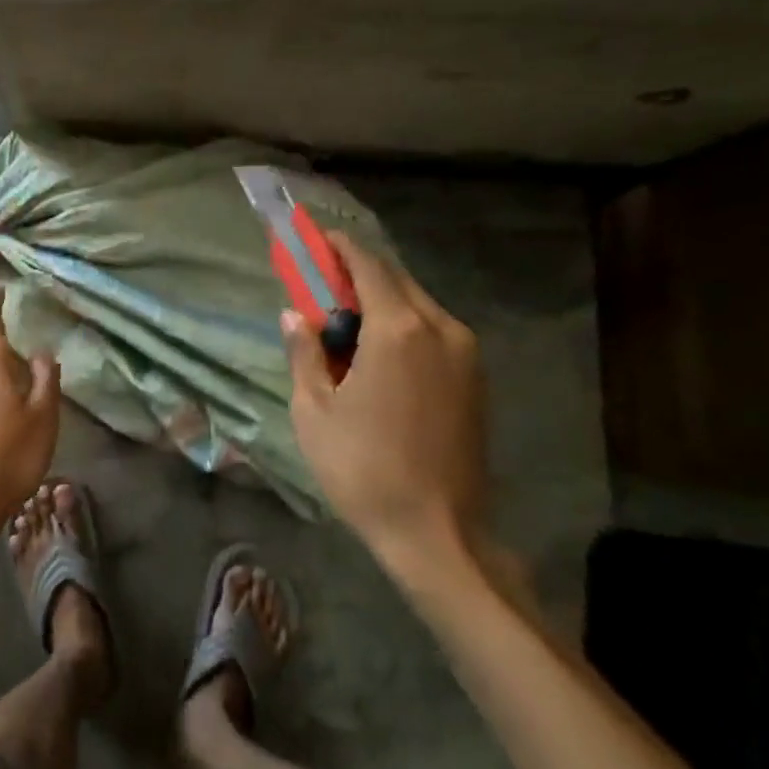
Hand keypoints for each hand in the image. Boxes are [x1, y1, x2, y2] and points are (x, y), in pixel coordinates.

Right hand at [283, 233, 487, 583]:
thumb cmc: (363, 469)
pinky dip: (401, 327)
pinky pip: (433, 332)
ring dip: (379, 302)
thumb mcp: (315, 411)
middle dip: (356, 274)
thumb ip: (304, 353)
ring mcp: (465, 354)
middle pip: (396, 280)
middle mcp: (441, 329)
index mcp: (399, 330)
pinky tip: (375, 353)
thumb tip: (293, 316)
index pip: (367, 266)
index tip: (314, 236)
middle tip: (319, 282)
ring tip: (343, 322)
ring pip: (417, 306)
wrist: (437, 532)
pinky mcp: (474, 379)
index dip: (338, 246)